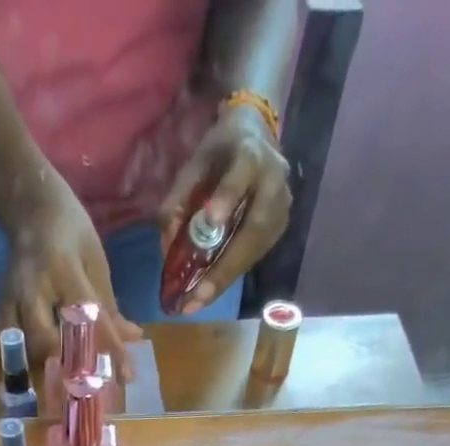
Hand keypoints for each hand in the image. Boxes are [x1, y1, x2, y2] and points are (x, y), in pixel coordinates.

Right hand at [0, 172, 143, 371]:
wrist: (29, 206)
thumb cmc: (70, 232)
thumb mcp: (95, 262)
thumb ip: (109, 305)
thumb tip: (131, 340)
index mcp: (63, 269)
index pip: (90, 317)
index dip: (110, 349)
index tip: (126, 377)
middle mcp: (33, 287)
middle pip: (47, 340)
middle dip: (68, 368)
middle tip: (88, 389)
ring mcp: (11, 298)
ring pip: (24, 347)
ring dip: (44, 371)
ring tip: (64, 390)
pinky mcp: (0, 306)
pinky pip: (7, 344)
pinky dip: (21, 362)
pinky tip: (36, 374)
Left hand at [157, 104, 292, 314]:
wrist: (257, 137)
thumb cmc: (221, 151)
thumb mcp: (196, 162)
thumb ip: (180, 197)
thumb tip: (167, 245)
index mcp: (251, 153)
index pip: (242, 173)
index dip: (228, 196)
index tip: (211, 221)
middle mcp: (274, 181)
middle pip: (254, 229)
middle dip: (224, 267)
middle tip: (198, 296)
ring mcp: (281, 207)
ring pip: (256, 250)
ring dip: (226, 279)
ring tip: (198, 303)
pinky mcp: (280, 228)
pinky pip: (255, 257)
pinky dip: (230, 275)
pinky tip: (209, 291)